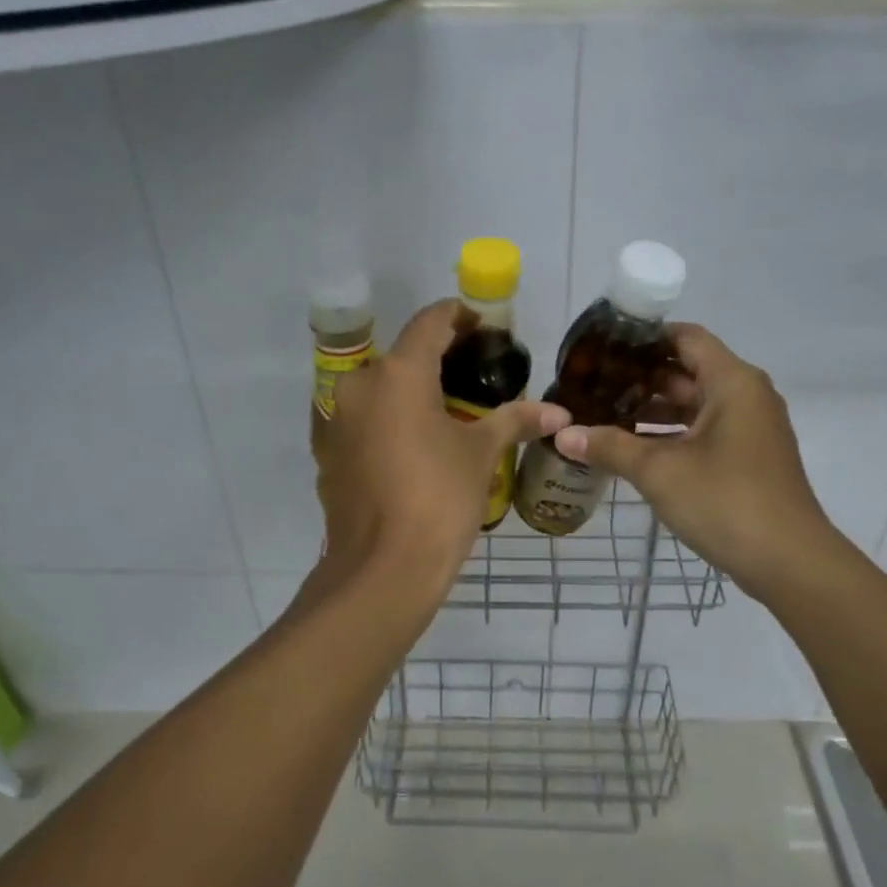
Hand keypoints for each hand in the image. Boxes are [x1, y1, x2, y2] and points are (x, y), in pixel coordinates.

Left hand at [315, 301, 569, 598]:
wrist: (382, 569)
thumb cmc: (438, 500)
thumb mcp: (481, 455)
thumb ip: (515, 421)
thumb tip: (559, 413)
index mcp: (398, 374)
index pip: (430, 322)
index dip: (460, 317)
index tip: (484, 328)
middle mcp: (358, 386)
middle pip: (402, 356)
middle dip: (437, 361)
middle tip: (473, 379)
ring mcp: (336, 420)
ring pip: (378, 391)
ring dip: (410, 394)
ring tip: (445, 415)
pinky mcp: (327, 453)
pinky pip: (362, 423)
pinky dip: (387, 423)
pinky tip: (412, 449)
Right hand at [551, 324, 834, 596]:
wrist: (789, 562)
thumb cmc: (725, 501)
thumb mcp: (659, 471)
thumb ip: (610, 447)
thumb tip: (563, 435)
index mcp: (732, 382)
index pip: (685, 337)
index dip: (644, 338)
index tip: (603, 348)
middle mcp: (746, 396)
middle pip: (688, 371)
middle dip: (640, 378)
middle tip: (593, 385)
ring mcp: (750, 429)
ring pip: (695, 405)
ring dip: (653, 410)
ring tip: (603, 416)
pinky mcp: (748, 458)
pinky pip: (704, 432)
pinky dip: (671, 435)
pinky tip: (633, 449)